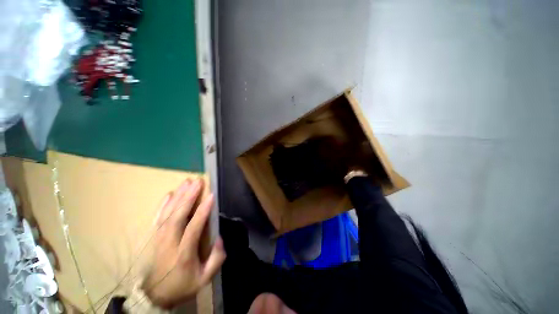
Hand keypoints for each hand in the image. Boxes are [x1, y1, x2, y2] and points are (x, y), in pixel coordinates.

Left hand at [142, 179, 225, 308]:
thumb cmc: (183, 284)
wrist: (157, 294)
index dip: (202, 211)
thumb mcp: (204, 279)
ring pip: (168, 213)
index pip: (193, 228)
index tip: (211, 196)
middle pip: (177, 216)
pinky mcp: (155, 237)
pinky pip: (158, 217)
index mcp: (183, 253)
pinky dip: (163, 204)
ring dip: (178, 196)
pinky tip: (169, 194)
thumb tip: (219, 238)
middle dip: (188, 197)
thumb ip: (216, 260)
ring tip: (187, 182)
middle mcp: (169, 243)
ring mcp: (159, 238)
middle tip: (198, 182)